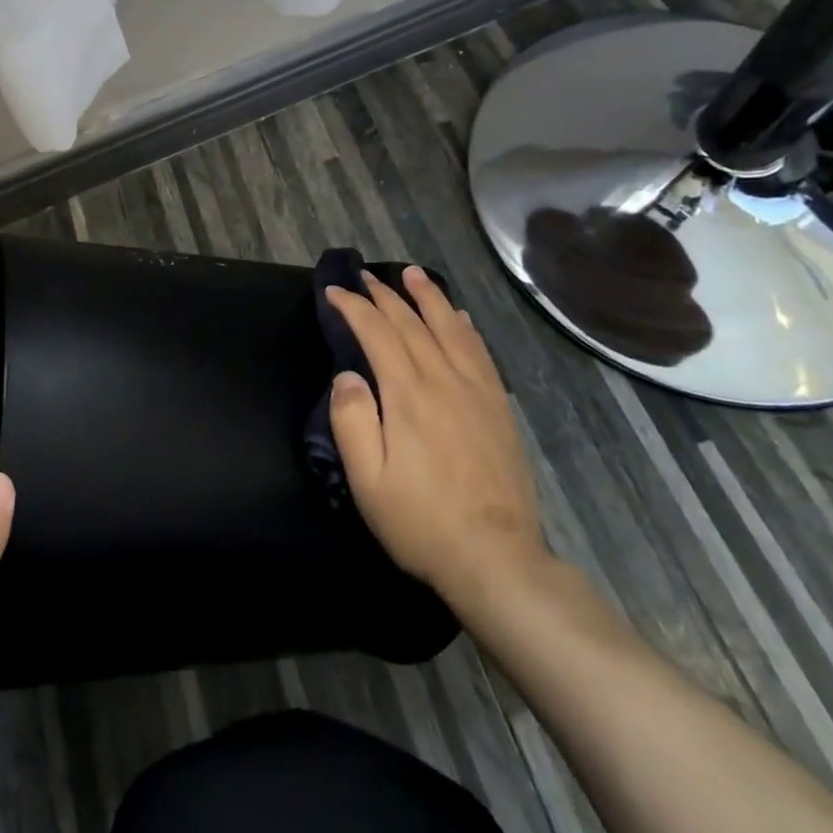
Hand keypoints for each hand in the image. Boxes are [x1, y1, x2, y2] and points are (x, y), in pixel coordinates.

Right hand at [326, 267, 551, 626]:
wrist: (496, 559)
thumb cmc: (421, 521)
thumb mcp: (367, 480)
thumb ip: (351, 421)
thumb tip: (346, 375)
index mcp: (407, 394)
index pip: (376, 333)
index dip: (353, 308)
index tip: (334, 291)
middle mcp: (443, 380)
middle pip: (412, 323)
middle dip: (385, 295)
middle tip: (364, 276)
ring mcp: (477, 391)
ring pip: (450, 328)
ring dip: (429, 297)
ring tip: (412, 274)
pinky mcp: (498, 408)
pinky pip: (480, 352)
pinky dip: (465, 327)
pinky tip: (460, 317)